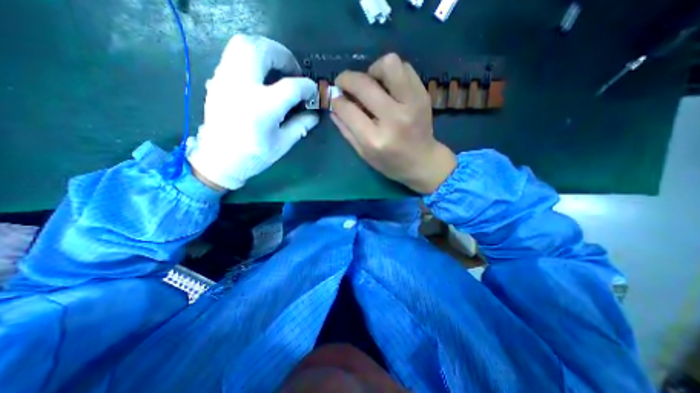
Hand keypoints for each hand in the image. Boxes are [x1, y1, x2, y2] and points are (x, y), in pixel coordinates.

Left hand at [186, 34, 316, 189]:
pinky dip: (251, 58)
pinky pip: (233, 56)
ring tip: (277, 68)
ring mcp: (225, 80)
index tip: (313, 91)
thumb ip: (301, 126)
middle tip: (293, 71)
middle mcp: (242, 86)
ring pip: (243, 44)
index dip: (307, 86)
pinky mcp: (217, 81)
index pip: (291, 86)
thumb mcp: (282, 144)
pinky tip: (260, 76)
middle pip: (262, 50)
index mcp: (263, 107)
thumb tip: (314, 114)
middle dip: (283, 55)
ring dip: (265, 50)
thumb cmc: (254, 156)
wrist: (219, 160)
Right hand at [331, 52, 457, 193]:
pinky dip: (391, 73)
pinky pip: (404, 68)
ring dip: (373, 70)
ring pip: (389, 65)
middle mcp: (394, 118)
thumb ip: (346, 130)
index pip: (348, 109)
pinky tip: (388, 87)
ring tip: (370, 83)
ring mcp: (411, 104)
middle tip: (344, 84)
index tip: (335, 98)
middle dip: (346, 79)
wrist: (423, 162)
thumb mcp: (363, 154)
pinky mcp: (422, 95)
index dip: (337, 100)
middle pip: (364, 84)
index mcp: (375, 139)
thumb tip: (333, 105)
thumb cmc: (390, 163)